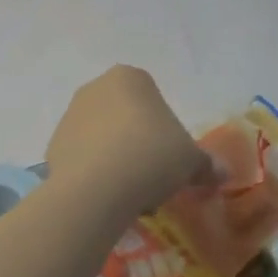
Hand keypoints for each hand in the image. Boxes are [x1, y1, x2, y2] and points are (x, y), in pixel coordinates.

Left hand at [45, 66, 210, 226]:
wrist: (96, 188)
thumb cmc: (151, 156)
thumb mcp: (191, 160)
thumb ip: (207, 164)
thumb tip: (224, 174)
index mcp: (130, 77)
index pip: (154, 100)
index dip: (166, 132)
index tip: (170, 159)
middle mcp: (96, 87)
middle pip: (127, 118)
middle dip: (139, 146)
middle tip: (153, 179)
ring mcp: (70, 115)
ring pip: (104, 139)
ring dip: (117, 161)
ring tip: (131, 195)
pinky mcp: (53, 145)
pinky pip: (83, 159)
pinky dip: (95, 175)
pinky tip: (107, 199)